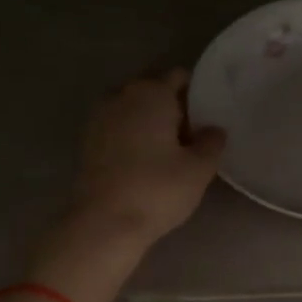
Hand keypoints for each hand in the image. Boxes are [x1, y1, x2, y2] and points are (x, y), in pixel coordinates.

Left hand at [66, 69, 226, 255]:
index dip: (196, 92)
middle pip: (153, 91)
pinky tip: (146, 162)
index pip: (178, 77)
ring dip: (150, 123)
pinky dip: (132, 137)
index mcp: (151, 93)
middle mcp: (121, 96)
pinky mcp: (87, 143)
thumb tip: (214, 129)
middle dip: (173, 107)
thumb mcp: (199, 168)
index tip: (209, 114)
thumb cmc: (157, 189)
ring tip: (171, 151)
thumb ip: (211, 142)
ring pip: (133, 110)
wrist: (104, 224)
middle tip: (194, 136)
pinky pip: (118, 129)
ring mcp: (99, 119)